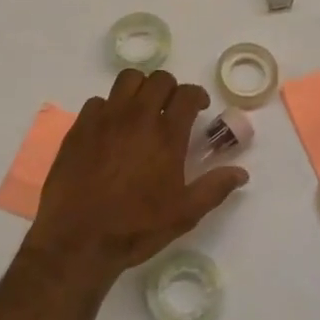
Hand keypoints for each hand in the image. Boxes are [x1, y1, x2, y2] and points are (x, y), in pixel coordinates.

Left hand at [26, 69, 247, 283]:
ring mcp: (106, 118)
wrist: (78, 240)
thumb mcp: (184, 214)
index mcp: (166, 134)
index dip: (197, 95)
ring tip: (141, 109)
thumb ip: (214, 188)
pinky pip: (98, 101)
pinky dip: (109, 108)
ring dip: (140, 88)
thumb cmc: (136, 227)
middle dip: (170, 88)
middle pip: (159, 79)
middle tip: (171, 108)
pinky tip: (110, 129)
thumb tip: (241, 173)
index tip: (198, 107)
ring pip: (127, 80)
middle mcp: (138, 116)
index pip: (187, 93)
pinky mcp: (80, 126)